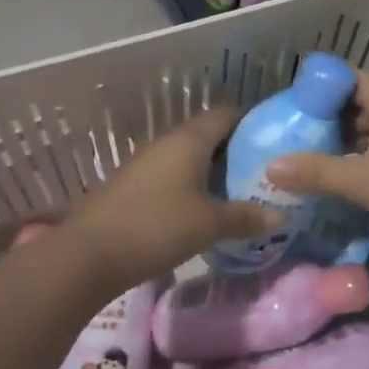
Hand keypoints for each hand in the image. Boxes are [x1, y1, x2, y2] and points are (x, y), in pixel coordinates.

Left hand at [67, 107, 279, 291]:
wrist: (89, 254)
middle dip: (236, 152)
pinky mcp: (133, 186)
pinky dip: (192, 186)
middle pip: (209, 135)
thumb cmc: (157, 227)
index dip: (251, 123)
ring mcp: (146, 163)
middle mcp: (167, 143)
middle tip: (264, 174)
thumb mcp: (209, 224)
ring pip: (189, 157)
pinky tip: (204, 210)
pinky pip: (173, 175)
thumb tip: (280, 217)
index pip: (226, 114)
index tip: (273, 143)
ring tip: (240, 194)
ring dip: (213, 171)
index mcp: (189, 139)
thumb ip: (246, 217)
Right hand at [266, 71, 368, 256]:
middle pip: (360, 101)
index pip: (350, 77)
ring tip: (310, 154)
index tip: (292, 102)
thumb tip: (270, 167)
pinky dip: (361, 155)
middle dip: (328, 114)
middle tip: (294, 131)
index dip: (321, 84)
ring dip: (344, 138)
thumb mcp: (362, 181)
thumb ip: (316, 172)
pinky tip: (342, 175)